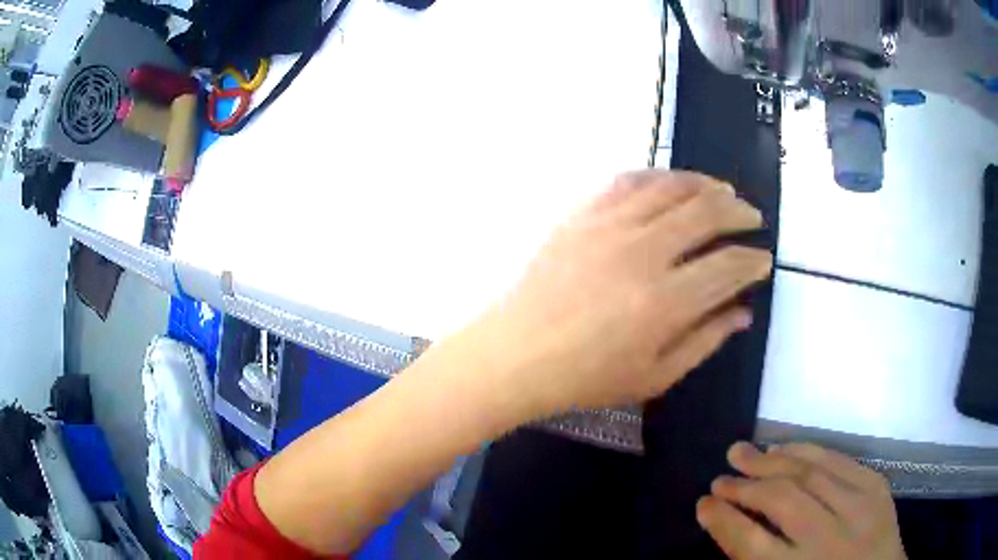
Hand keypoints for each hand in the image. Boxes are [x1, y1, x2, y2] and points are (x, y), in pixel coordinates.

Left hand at [452, 170, 770, 419]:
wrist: (515, 355)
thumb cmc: (585, 378)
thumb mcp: (654, 377)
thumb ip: (704, 341)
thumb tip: (743, 312)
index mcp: (665, 302)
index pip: (728, 267)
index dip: (753, 261)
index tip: (763, 261)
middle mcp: (643, 252)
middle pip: (707, 212)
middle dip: (740, 212)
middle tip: (752, 218)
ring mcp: (609, 226)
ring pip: (671, 186)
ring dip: (705, 184)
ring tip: (723, 191)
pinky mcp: (582, 215)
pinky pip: (628, 180)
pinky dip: (659, 176)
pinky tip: (672, 182)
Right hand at [698, 442, 905, 559]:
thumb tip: (732, 525)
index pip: (750, 543)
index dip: (723, 521)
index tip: (702, 505)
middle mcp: (829, 539)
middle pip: (781, 501)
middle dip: (744, 487)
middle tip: (719, 478)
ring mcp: (859, 507)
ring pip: (809, 472)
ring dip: (771, 460)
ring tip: (742, 452)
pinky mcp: (876, 486)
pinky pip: (839, 459)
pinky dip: (808, 449)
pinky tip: (785, 447)